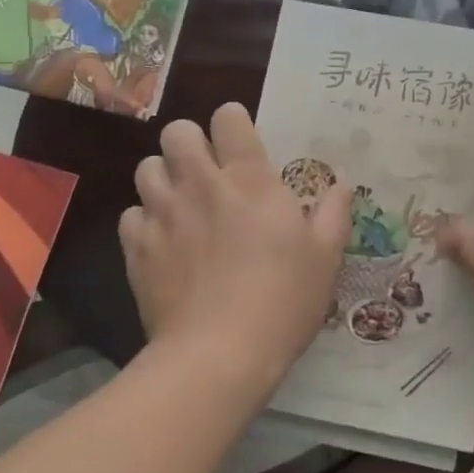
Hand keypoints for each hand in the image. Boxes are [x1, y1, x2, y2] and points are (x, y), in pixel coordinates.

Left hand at [120, 103, 351, 394]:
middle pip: (176, 132)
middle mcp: (200, 184)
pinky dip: (144, 222)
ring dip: (163, 177)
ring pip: (146, 168)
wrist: (219, 354)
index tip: (240, 141)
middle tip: (205, 170)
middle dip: (189, 142)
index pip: (228, 118)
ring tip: (180, 202)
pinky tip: (161, 242)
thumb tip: (342, 183)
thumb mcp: (325, 258)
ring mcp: (163, 214)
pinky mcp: (137, 248)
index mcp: (249, 179)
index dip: (232, 121)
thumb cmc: (282, 300)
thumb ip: (333, 213)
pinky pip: (131, 216)